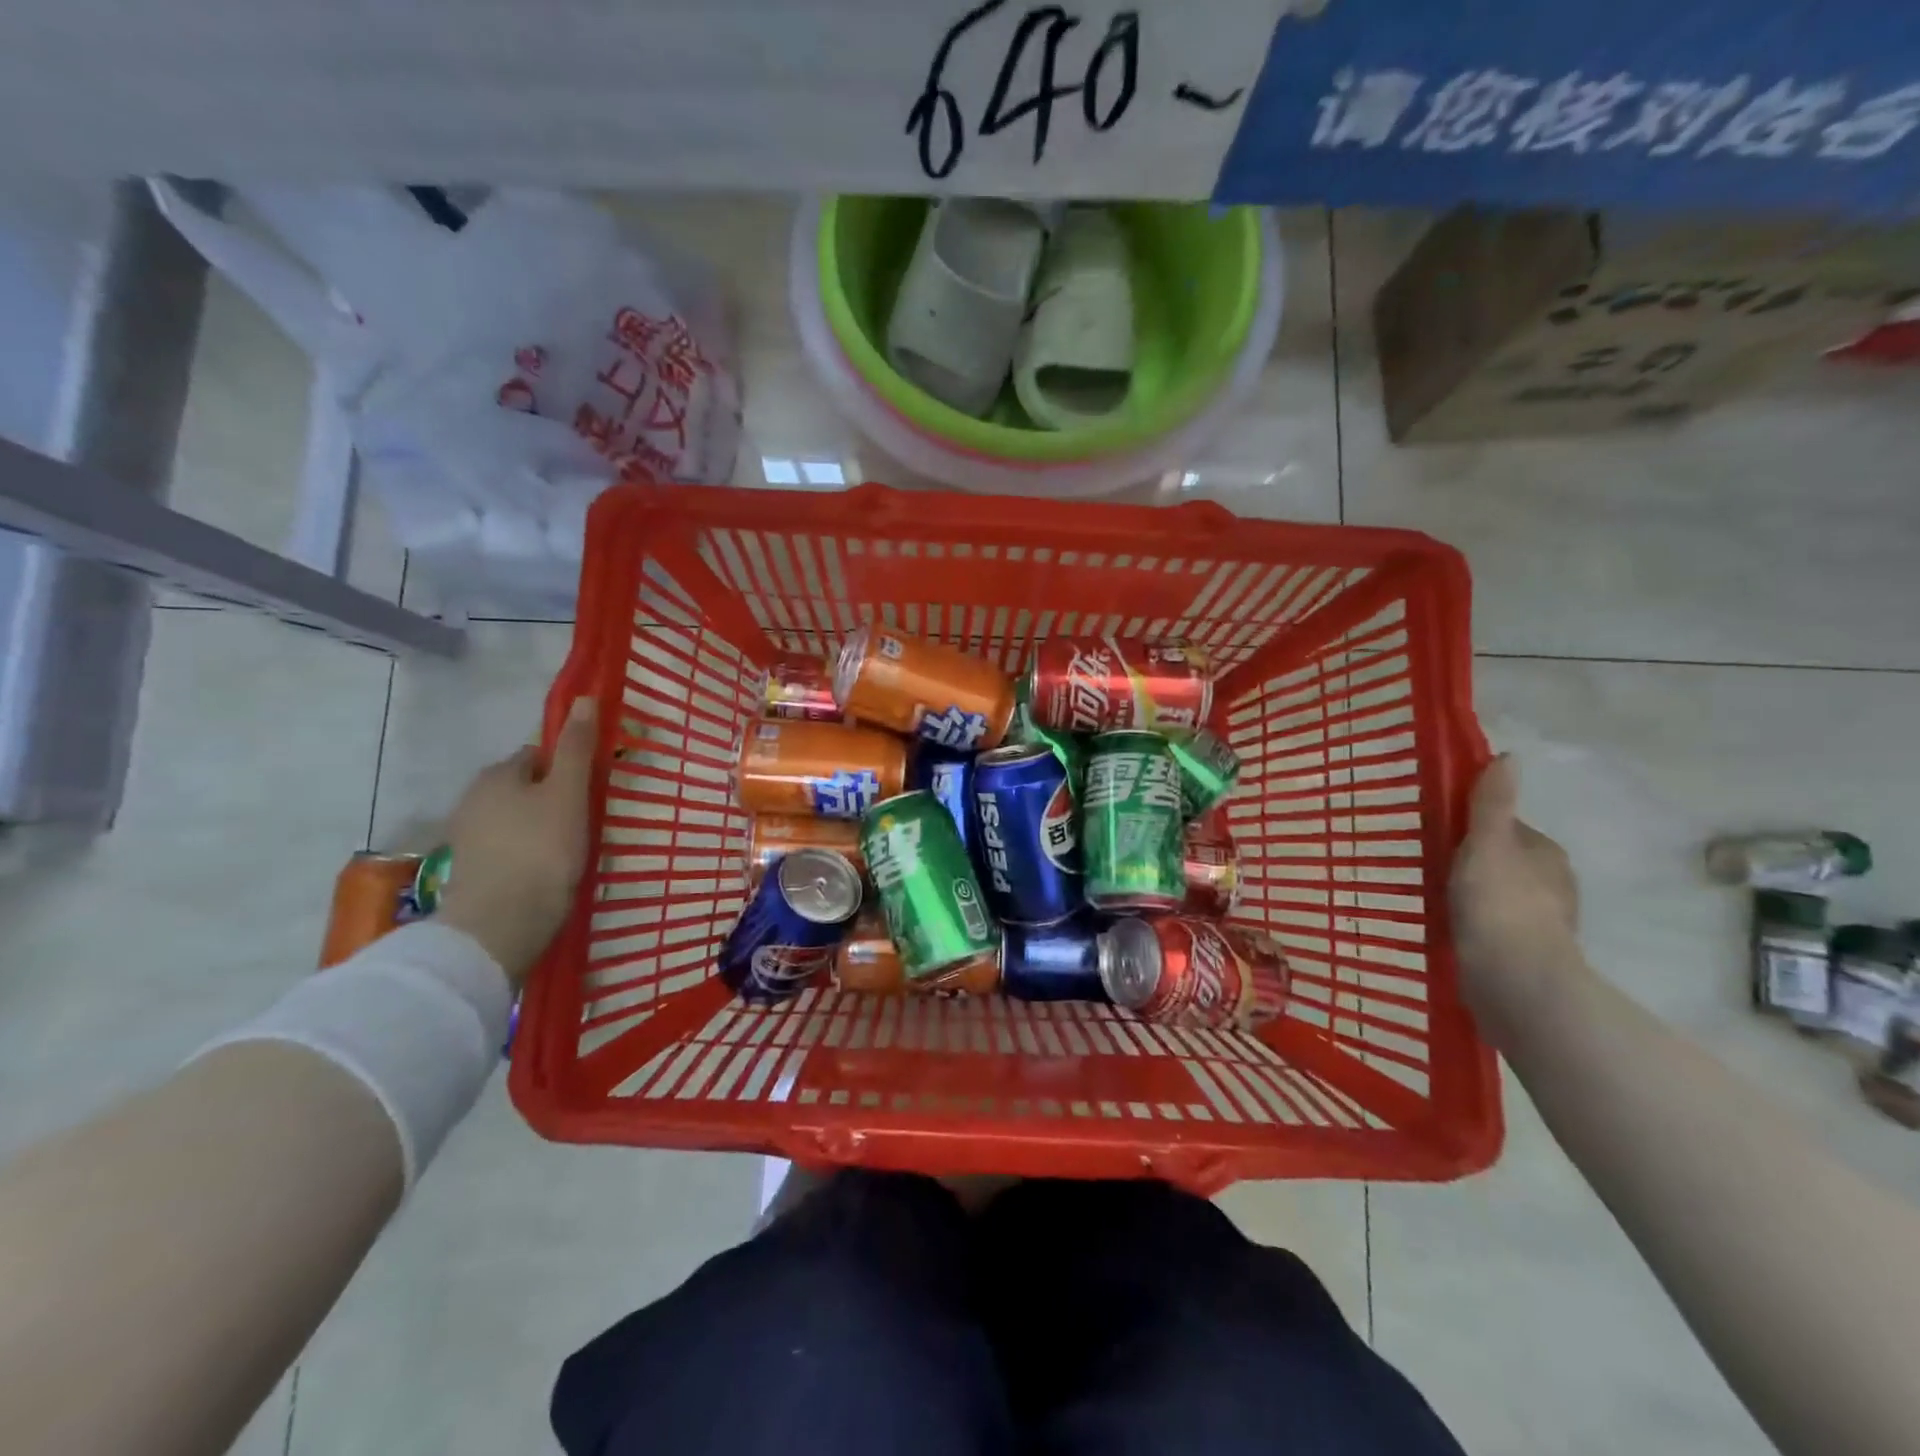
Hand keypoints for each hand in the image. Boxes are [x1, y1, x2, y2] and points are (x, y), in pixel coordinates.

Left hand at [436, 697, 596, 986]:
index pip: (536, 755)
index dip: (566, 768)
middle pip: (524, 788)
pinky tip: (546, 873)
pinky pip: (507, 850)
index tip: (589, 791)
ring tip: (570, 852)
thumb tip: (584, 698)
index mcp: (496, 775)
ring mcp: (467, 839)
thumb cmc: (541, 850)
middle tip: (585, 822)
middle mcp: (472, 800)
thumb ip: (577, 748)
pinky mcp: (469, 873)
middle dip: (551, 799)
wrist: (499, 925)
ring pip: (515, 821)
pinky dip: (526, 855)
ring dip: (539, 829)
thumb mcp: (569, 794)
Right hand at [1449, 754, 1583, 1043]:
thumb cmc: (1499, 903)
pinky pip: (1493, 927)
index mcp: (1546, 854)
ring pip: (1498, 895)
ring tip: (1432, 898)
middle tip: (1428, 866)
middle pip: (1502, 861)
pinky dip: (1474, 924)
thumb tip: (1509, 756)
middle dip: (1471, 863)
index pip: (1504, 828)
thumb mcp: (1487, 844)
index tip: (1437, 835)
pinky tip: (1450, 929)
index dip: (1471, 828)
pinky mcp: (1525, 954)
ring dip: (1472, 895)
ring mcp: (1542, 922)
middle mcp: (1552, 884)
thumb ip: (1492, 803)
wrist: (1515, 980)